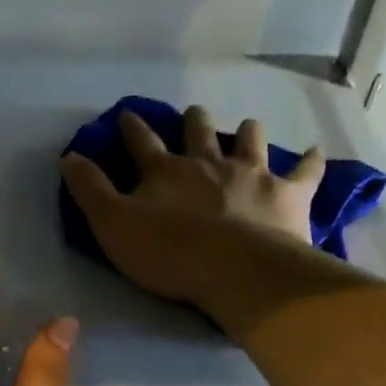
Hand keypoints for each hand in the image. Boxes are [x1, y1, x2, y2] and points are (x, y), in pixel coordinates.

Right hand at [61, 105, 325, 310]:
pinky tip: (316, 153)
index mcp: (165, 171)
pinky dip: (310, 162)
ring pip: (250, 141)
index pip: (142, 143)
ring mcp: (252, 174)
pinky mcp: (288, 194)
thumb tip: (69, 155)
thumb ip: (90, 191)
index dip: (132, 129)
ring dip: (247, 133)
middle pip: (199, 132)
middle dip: (193, 122)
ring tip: (247, 127)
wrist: (237, 271)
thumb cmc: (169, 253)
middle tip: (193, 114)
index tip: (128, 114)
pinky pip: (305, 172)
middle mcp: (208, 163)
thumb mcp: (113, 225)